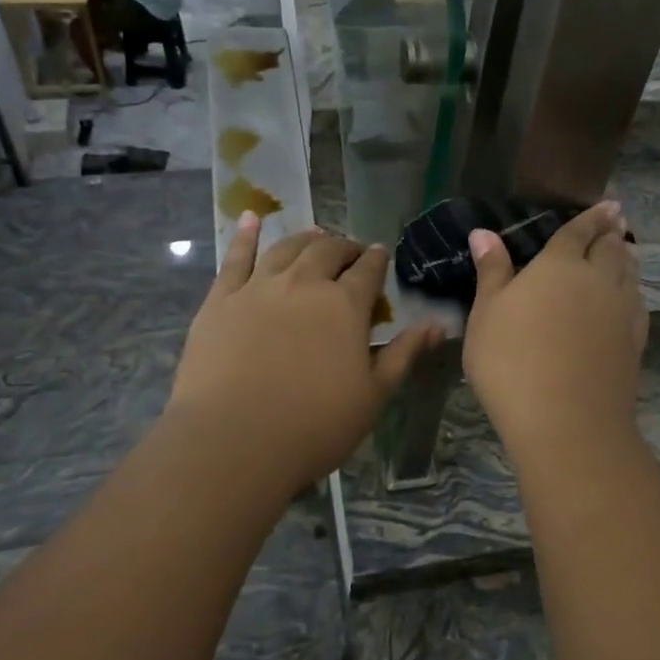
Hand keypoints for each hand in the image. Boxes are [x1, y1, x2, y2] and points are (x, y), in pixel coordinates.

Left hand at [167, 215, 440, 494]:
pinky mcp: (221, 299)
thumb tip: (438, 324)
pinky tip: (252, 218)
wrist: (235, 440)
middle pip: (328, 251)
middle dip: (344, 246)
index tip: (380, 254)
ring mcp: (259, 287)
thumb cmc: (315, 425)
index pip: (367, 270)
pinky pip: (235, 258)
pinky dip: (246, 235)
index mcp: (345, 305)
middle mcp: (304, 283)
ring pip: (286, 248)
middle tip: (350, 251)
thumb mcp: (373, 394)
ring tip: (315, 235)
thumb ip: (404, 353)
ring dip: (305, 238)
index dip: (376, 259)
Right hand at [463, 202, 647, 458]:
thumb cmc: (512, 361)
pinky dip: (634, 290)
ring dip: (627, 257)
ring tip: (625, 249)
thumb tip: (483, 232)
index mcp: (560, 265)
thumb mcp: (487, 314)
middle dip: (612, 231)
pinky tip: (629, 297)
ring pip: (630, 273)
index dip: (591, 217)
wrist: (566, 420)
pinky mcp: (634, 342)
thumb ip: (492, 271)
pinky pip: (637, 303)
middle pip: (611, 248)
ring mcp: (621, 311)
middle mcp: (597, 280)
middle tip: (617, 219)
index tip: (607, 205)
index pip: (578, 232)